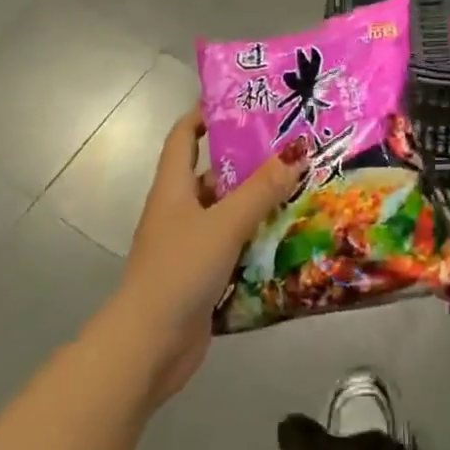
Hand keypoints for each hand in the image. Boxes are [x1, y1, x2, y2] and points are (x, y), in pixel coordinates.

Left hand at [108, 108, 301, 402]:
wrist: (147, 349)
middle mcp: (179, 211)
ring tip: (302, 185)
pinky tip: (290, 235)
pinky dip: (258, 239)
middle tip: (291, 144)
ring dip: (258, 202)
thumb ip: (262, 189)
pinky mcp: (203, 277)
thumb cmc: (179, 271)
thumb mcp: (224, 223)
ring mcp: (190, 246)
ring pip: (228, 212)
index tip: (241, 100)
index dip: (205, 114)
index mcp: (173, 188)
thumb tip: (297, 151)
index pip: (184, 136)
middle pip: (213, 174)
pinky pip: (235, 247)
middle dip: (248, 159)